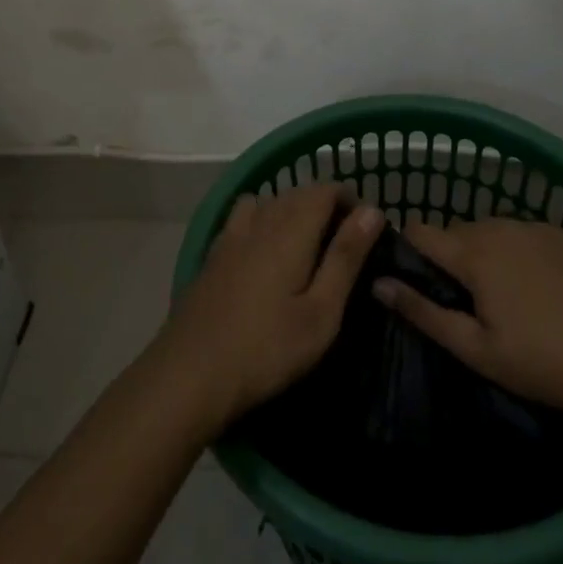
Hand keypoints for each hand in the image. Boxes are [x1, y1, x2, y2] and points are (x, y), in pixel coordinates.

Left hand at [155, 183, 384, 435]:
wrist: (190, 373)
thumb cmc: (267, 348)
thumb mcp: (321, 312)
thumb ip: (346, 257)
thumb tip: (372, 211)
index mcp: (291, 229)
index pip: (325, 190)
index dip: (350, 200)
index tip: (368, 230)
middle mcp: (260, 220)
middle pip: (298, 192)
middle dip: (325, 206)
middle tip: (345, 244)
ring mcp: (232, 234)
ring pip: (269, 201)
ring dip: (292, 211)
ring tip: (306, 246)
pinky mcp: (214, 253)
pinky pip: (244, 218)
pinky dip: (263, 221)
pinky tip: (264, 254)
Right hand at [371, 218, 562, 430]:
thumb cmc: (541, 363)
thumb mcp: (475, 349)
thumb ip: (422, 312)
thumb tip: (377, 283)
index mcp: (474, 253)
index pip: (421, 231)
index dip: (409, 251)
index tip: (417, 280)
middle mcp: (500, 227)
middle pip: (457, 231)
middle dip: (451, 257)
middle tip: (465, 301)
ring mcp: (536, 227)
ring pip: (491, 230)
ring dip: (485, 252)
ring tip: (503, 296)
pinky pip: (524, 233)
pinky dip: (519, 251)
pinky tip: (538, 288)